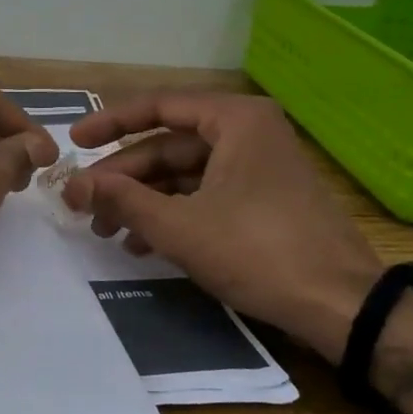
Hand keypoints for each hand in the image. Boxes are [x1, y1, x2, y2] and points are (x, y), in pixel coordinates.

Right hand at [63, 92, 382, 360]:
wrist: (340, 306)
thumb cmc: (258, 252)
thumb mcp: (178, 226)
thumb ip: (121, 200)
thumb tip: (72, 185)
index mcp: (236, 120)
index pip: (158, 107)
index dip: (110, 123)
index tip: (73, 141)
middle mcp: (249, 133)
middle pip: (168, 145)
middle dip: (123, 177)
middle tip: (83, 203)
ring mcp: (258, 168)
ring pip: (184, 174)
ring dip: (142, 200)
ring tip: (106, 231)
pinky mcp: (263, 200)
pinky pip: (204, 194)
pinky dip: (171, 214)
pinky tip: (142, 243)